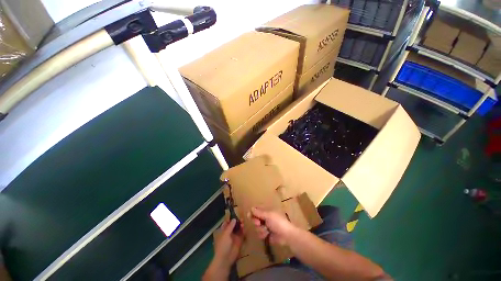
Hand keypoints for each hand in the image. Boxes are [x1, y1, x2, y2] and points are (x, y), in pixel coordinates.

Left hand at [213, 219, 243, 265]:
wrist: (226, 258)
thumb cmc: (223, 245)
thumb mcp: (225, 234)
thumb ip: (230, 226)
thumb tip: (234, 219)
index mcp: (223, 230)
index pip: (227, 222)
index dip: (231, 218)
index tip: (236, 212)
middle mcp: (229, 232)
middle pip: (234, 225)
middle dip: (237, 221)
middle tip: (242, 217)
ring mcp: (234, 236)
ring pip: (238, 228)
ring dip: (241, 225)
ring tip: (244, 221)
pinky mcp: (239, 241)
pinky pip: (242, 234)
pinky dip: (244, 230)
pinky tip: (246, 227)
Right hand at [249, 207, 296, 245]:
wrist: (286, 235)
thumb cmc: (278, 222)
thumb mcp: (268, 215)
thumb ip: (259, 212)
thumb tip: (251, 208)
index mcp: (266, 211)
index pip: (256, 210)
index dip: (252, 212)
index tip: (249, 215)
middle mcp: (265, 218)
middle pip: (254, 219)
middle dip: (256, 222)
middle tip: (259, 223)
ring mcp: (265, 226)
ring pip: (256, 227)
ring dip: (260, 229)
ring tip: (266, 230)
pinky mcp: (266, 234)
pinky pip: (259, 234)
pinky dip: (263, 235)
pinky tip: (267, 235)